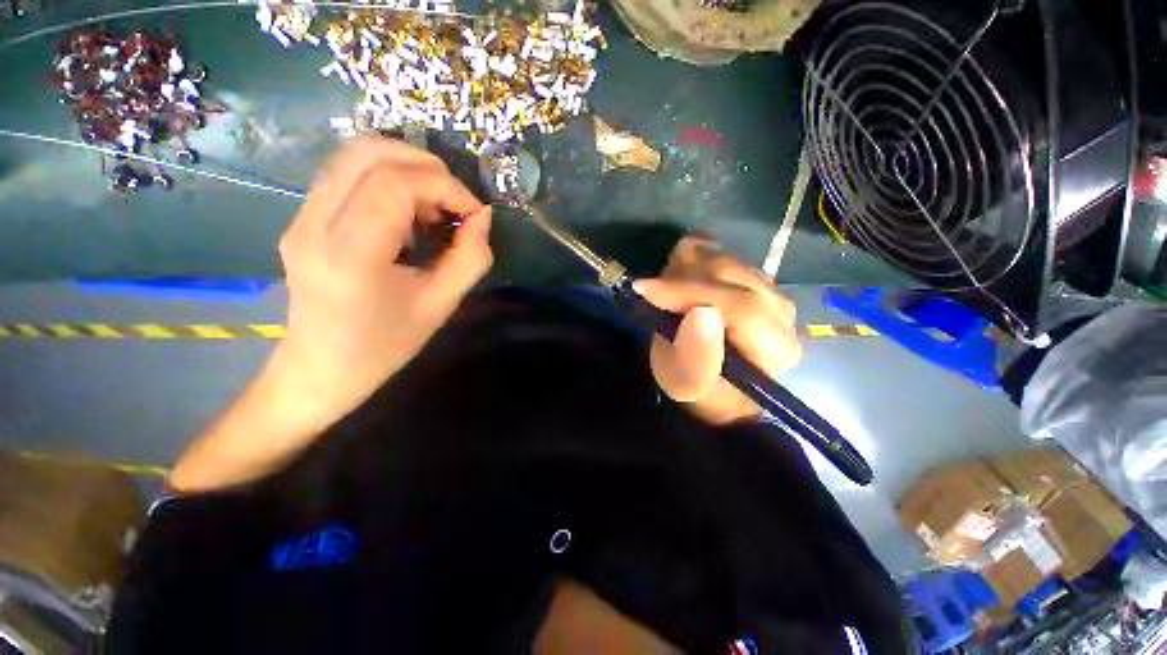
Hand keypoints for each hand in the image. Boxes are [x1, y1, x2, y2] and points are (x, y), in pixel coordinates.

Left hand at [273, 137, 492, 430]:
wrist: (320, 370)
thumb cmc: (385, 345)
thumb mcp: (441, 305)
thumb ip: (470, 258)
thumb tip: (482, 218)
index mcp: (350, 252)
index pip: (395, 184)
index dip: (445, 187)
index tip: (474, 214)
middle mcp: (314, 223)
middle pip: (368, 153)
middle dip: (426, 166)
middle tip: (455, 201)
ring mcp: (301, 217)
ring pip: (354, 156)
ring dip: (406, 169)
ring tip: (433, 208)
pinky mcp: (302, 219)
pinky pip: (347, 176)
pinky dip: (388, 180)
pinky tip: (407, 214)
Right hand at [634, 236, 800, 424]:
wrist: (713, 383)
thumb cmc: (696, 387)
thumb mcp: (685, 382)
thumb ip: (695, 355)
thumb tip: (701, 313)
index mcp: (774, 347)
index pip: (739, 305)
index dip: (688, 292)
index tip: (645, 290)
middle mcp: (783, 314)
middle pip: (732, 273)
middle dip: (683, 278)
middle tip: (652, 292)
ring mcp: (773, 292)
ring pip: (726, 259)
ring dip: (686, 269)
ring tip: (666, 290)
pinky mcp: (759, 281)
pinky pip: (724, 255)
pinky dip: (696, 261)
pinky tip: (682, 279)